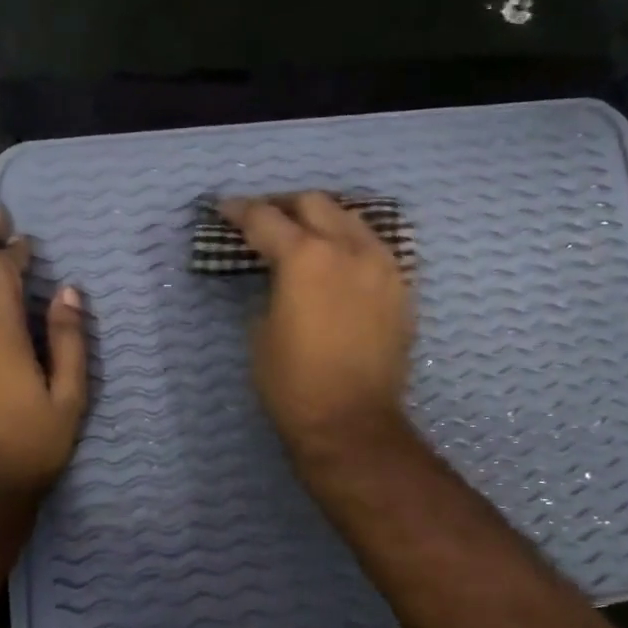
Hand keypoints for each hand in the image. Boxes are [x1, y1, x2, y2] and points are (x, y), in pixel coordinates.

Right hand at [217, 192, 413, 466]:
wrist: (352, 423)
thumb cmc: (293, 383)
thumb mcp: (260, 331)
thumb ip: (270, 289)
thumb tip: (278, 277)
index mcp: (306, 257)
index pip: (266, 218)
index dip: (240, 210)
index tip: (225, 208)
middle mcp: (349, 249)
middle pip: (315, 203)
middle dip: (284, 205)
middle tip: (265, 218)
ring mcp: (383, 266)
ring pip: (352, 220)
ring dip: (323, 219)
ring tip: (305, 233)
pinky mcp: (402, 289)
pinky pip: (375, 250)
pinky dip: (352, 245)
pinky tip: (340, 261)